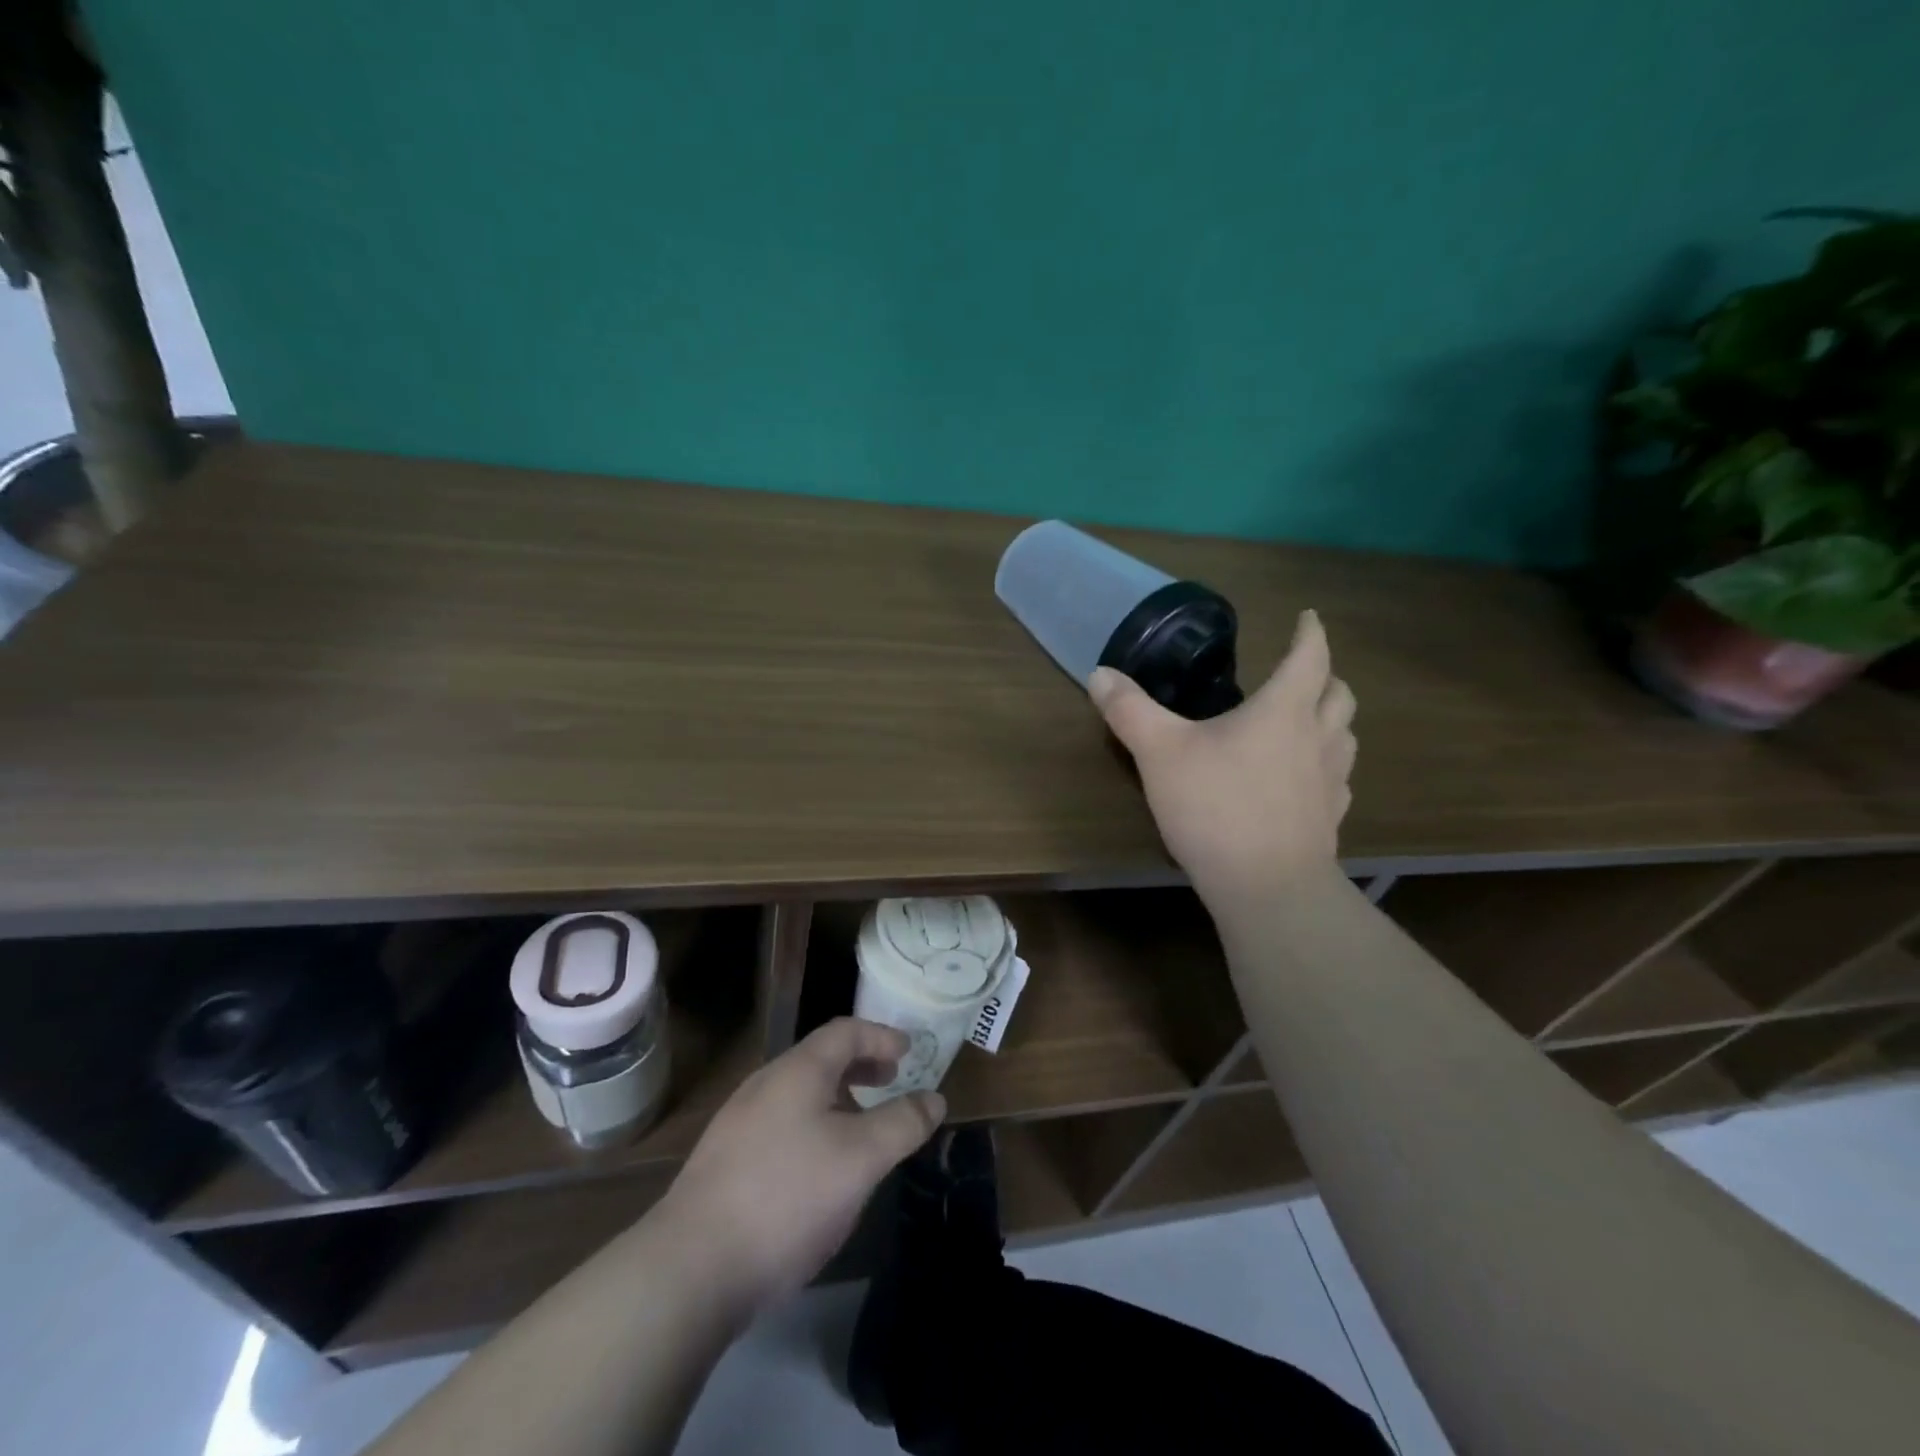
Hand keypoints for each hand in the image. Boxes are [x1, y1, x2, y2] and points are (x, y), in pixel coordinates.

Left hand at [655, 1018, 943, 1323]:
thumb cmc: (787, 1197)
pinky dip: (813, 1125)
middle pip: (820, 1058)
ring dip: (837, 1097)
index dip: (882, 1036)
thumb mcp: (860, 1159)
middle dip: (861, 1065)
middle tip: (890, 1080)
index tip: (909, 1052)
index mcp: (798, 1070)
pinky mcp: (724, 1161)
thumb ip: (902, 1123)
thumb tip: (934, 1098)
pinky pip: (780, 1123)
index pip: (846, 1031)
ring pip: (799, 1093)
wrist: (690, 1268)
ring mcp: (738, 1122)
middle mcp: (765, 1084)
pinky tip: (818, 1168)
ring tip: (861, 1127)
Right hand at [1090, 609, 1355, 914]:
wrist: (1267, 887)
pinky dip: (1325, 765)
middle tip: (1302, 672)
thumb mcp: (1160, 753)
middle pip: (1339, 694)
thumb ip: (1130, 710)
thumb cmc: (1215, 807)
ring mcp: (1330, 781)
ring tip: (1306, 722)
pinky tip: (1303, 780)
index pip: (1309, 656)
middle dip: (1325, 675)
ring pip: (1345, 735)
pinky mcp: (1330, 819)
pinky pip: (1337, 779)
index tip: (1308, 617)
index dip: (1309, 633)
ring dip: (1331, 719)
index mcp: (1283, 710)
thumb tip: (1099, 674)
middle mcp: (1317, 737)